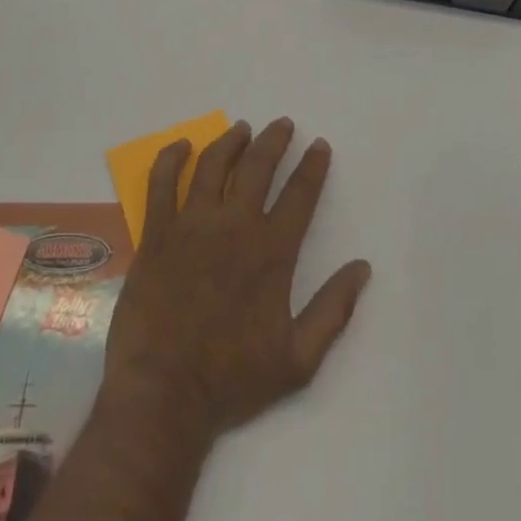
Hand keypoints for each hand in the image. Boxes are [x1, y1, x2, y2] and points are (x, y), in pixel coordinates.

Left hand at [103, 119, 372, 440]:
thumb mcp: (298, 359)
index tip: (319, 145)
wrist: (163, 396)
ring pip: (213, 164)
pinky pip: (162, 182)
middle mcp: (234, 224)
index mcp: (271, 251)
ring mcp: (191, 224)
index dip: (313, 166)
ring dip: (231, 140)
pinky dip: (171, 157)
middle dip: (275, 140)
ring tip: (242, 128)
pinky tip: (182, 145)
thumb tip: (363, 267)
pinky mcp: (157, 232)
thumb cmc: (232, 379)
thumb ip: (333, 310)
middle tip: (283, 124)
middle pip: (258, 166)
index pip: (300, 194)